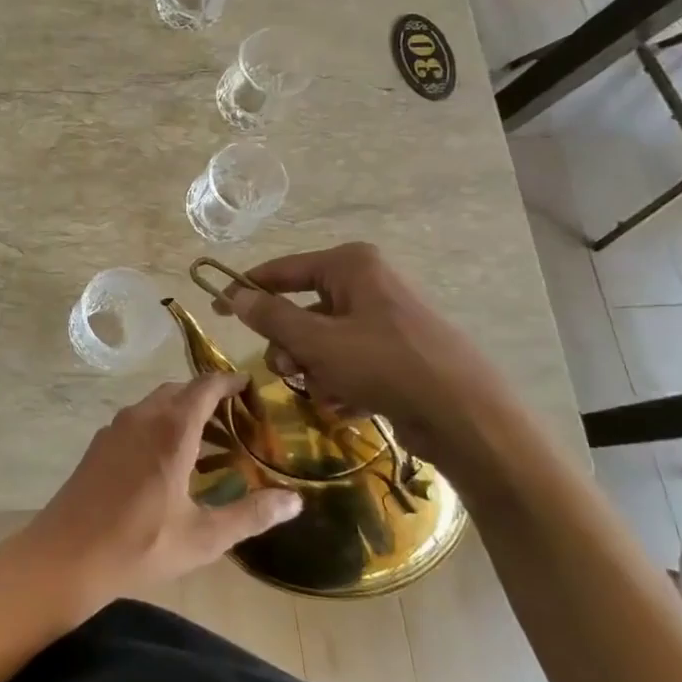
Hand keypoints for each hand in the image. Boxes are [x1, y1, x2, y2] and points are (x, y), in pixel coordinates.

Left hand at [10, 374, 301, 611]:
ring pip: (155, 403)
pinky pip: (137, 419)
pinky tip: (167, 458)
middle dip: (207, 396)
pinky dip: (159, 423)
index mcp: (170, 431)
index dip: (227, 380)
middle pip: (179, 390)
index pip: (204, 387)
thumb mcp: (203, 537)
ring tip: (207, 439)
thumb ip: (251, 515)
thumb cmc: (139, 546)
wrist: (66, 555)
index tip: (249, 383)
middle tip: (235, 417)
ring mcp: (115, 428)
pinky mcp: (99, 443)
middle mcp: (141, 418)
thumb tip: (296, 500)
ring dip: (181, 410)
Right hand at [213, 242, 524, 470]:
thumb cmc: (385, 365)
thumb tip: (235, 295)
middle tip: (289, 371)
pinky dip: (339, 381)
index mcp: (350, 265)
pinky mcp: (396, 351)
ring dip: (313, 368)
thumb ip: (271, 316)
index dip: (246, 289)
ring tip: (324, 392)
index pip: (282, 270)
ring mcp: (384, 318)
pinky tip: (347, 403)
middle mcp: (367, 283)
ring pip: (322, 340)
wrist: (465, 415)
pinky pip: (348, 359)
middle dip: (290, 345)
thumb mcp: (317, 340)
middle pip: (301, 309)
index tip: (215, 309)